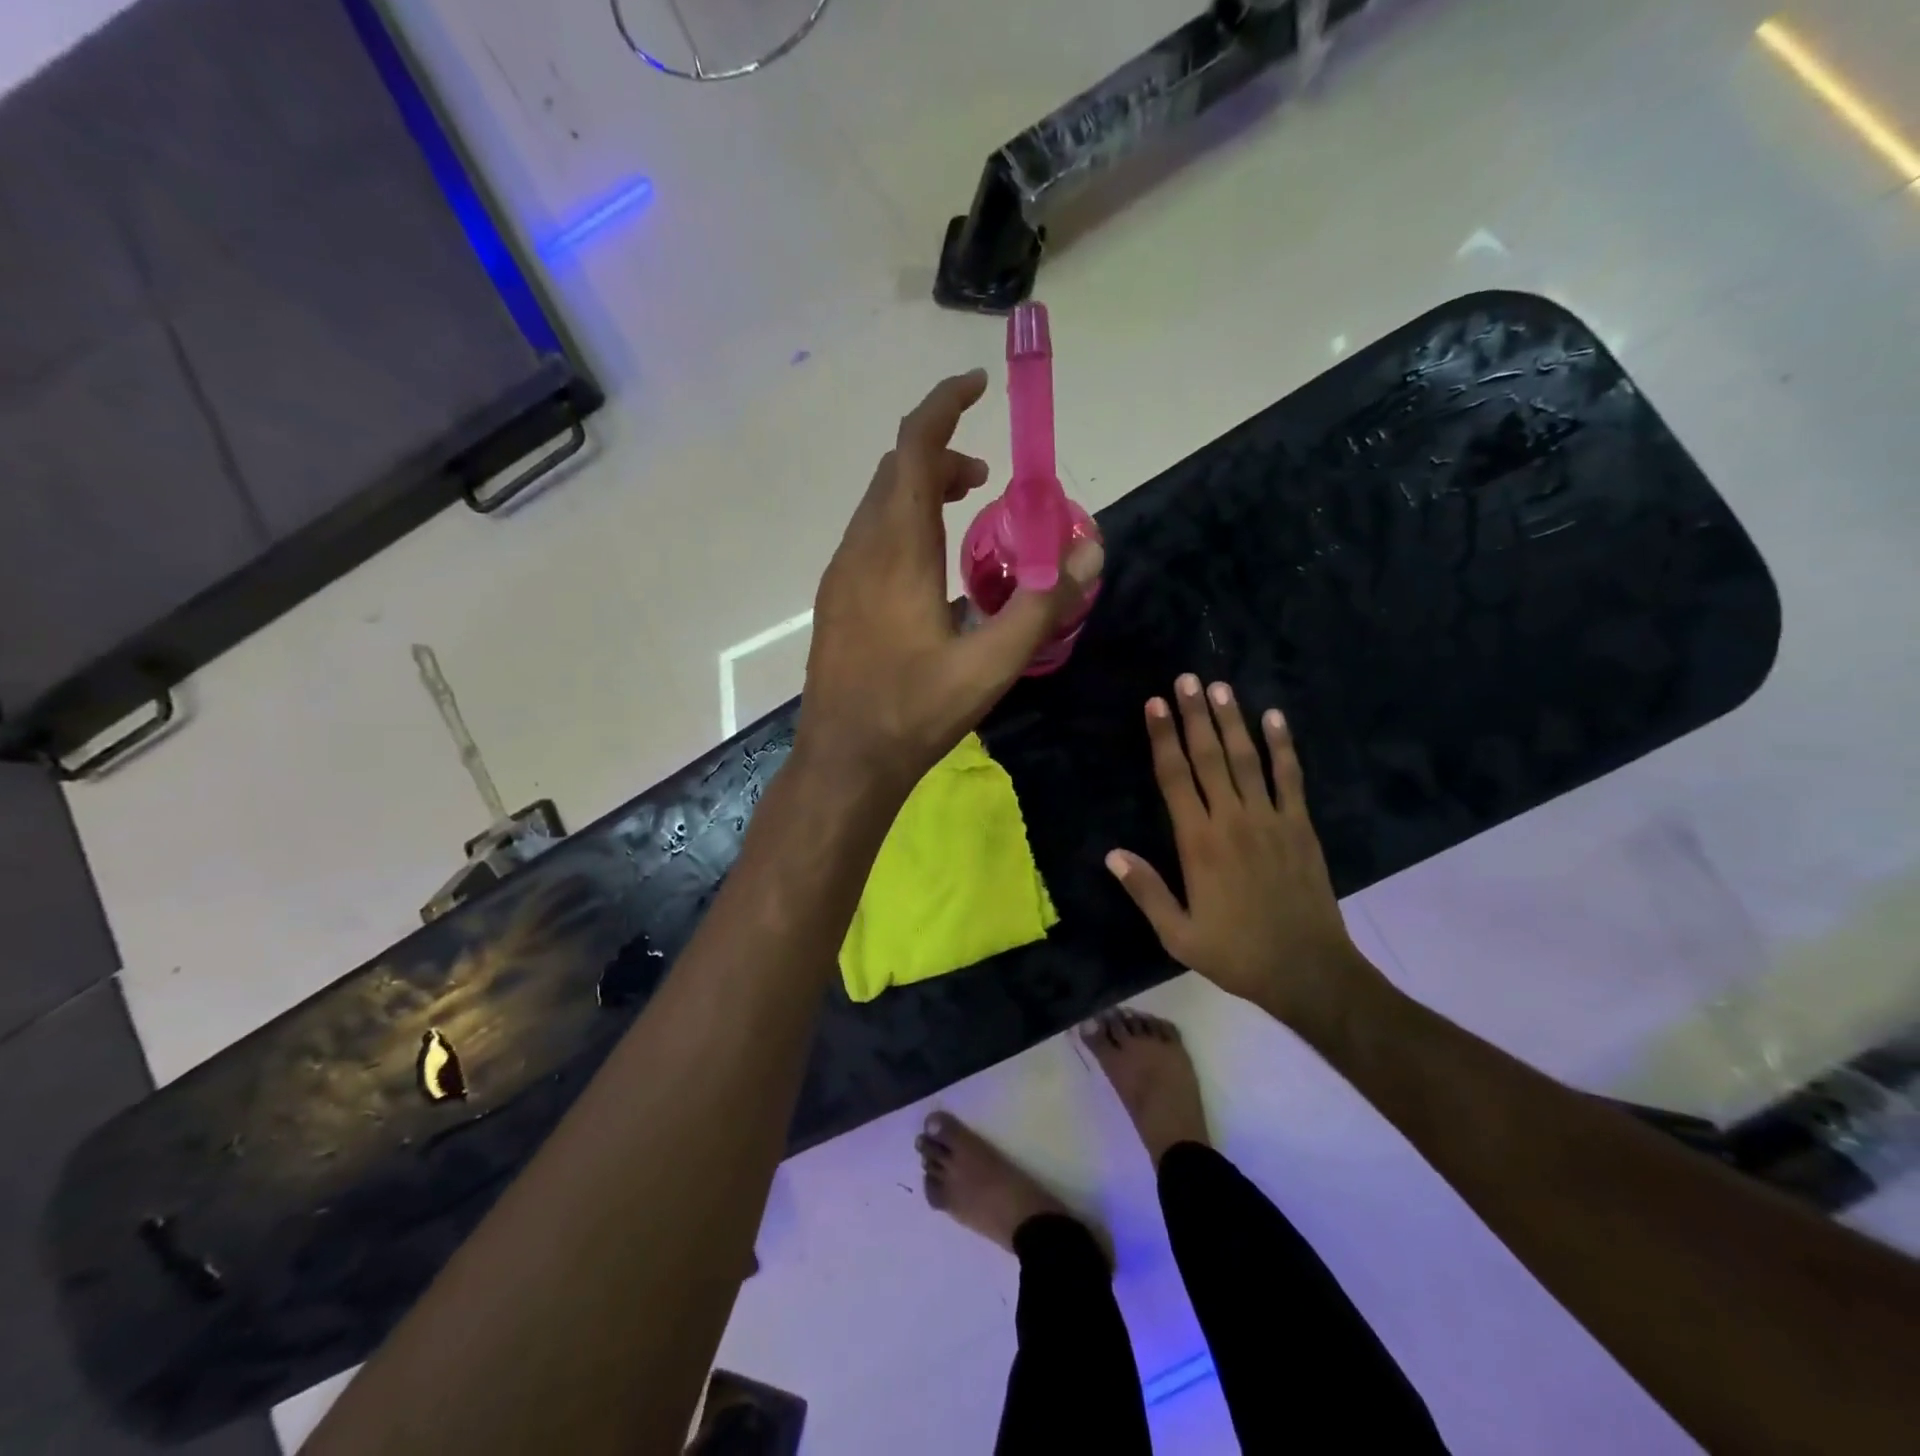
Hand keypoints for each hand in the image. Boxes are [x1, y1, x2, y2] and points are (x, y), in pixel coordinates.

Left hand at [796, 370, 1102, 796]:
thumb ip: (1042, 605)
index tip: (978, 385)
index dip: (944, 405)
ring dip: (919, 490)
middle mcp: (861, 549)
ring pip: (877, 504)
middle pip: (894, 470)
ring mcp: (841, 575)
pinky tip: (929, 567)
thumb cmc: (914, 712)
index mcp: (897, 550)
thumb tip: (1090, 552)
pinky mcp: (835, 600)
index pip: (912, 448)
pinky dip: (901, 522)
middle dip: (939, 453)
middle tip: (986, 477)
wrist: (844, 760)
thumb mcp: (991, 665)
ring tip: (964, 511)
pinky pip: (868, 536)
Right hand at [1107, 674, 1384, 1029]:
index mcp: (1199, 843)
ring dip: (1231, 721)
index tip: (1155, 705)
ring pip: (1246, 759)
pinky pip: (1290, 778)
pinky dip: (1283, 747)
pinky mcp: (1301, 827)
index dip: (1163, 738)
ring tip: (1219, 687)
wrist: (1308, 971)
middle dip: (1194, 715)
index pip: (1174, 778)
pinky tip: (1275, 718)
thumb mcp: (1178, 934)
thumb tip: (1112, 854)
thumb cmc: (1236, 953)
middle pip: (1209, 757)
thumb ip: (1146, 890)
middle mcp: (1232, 820)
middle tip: (1185, 679)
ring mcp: (1271, 820)